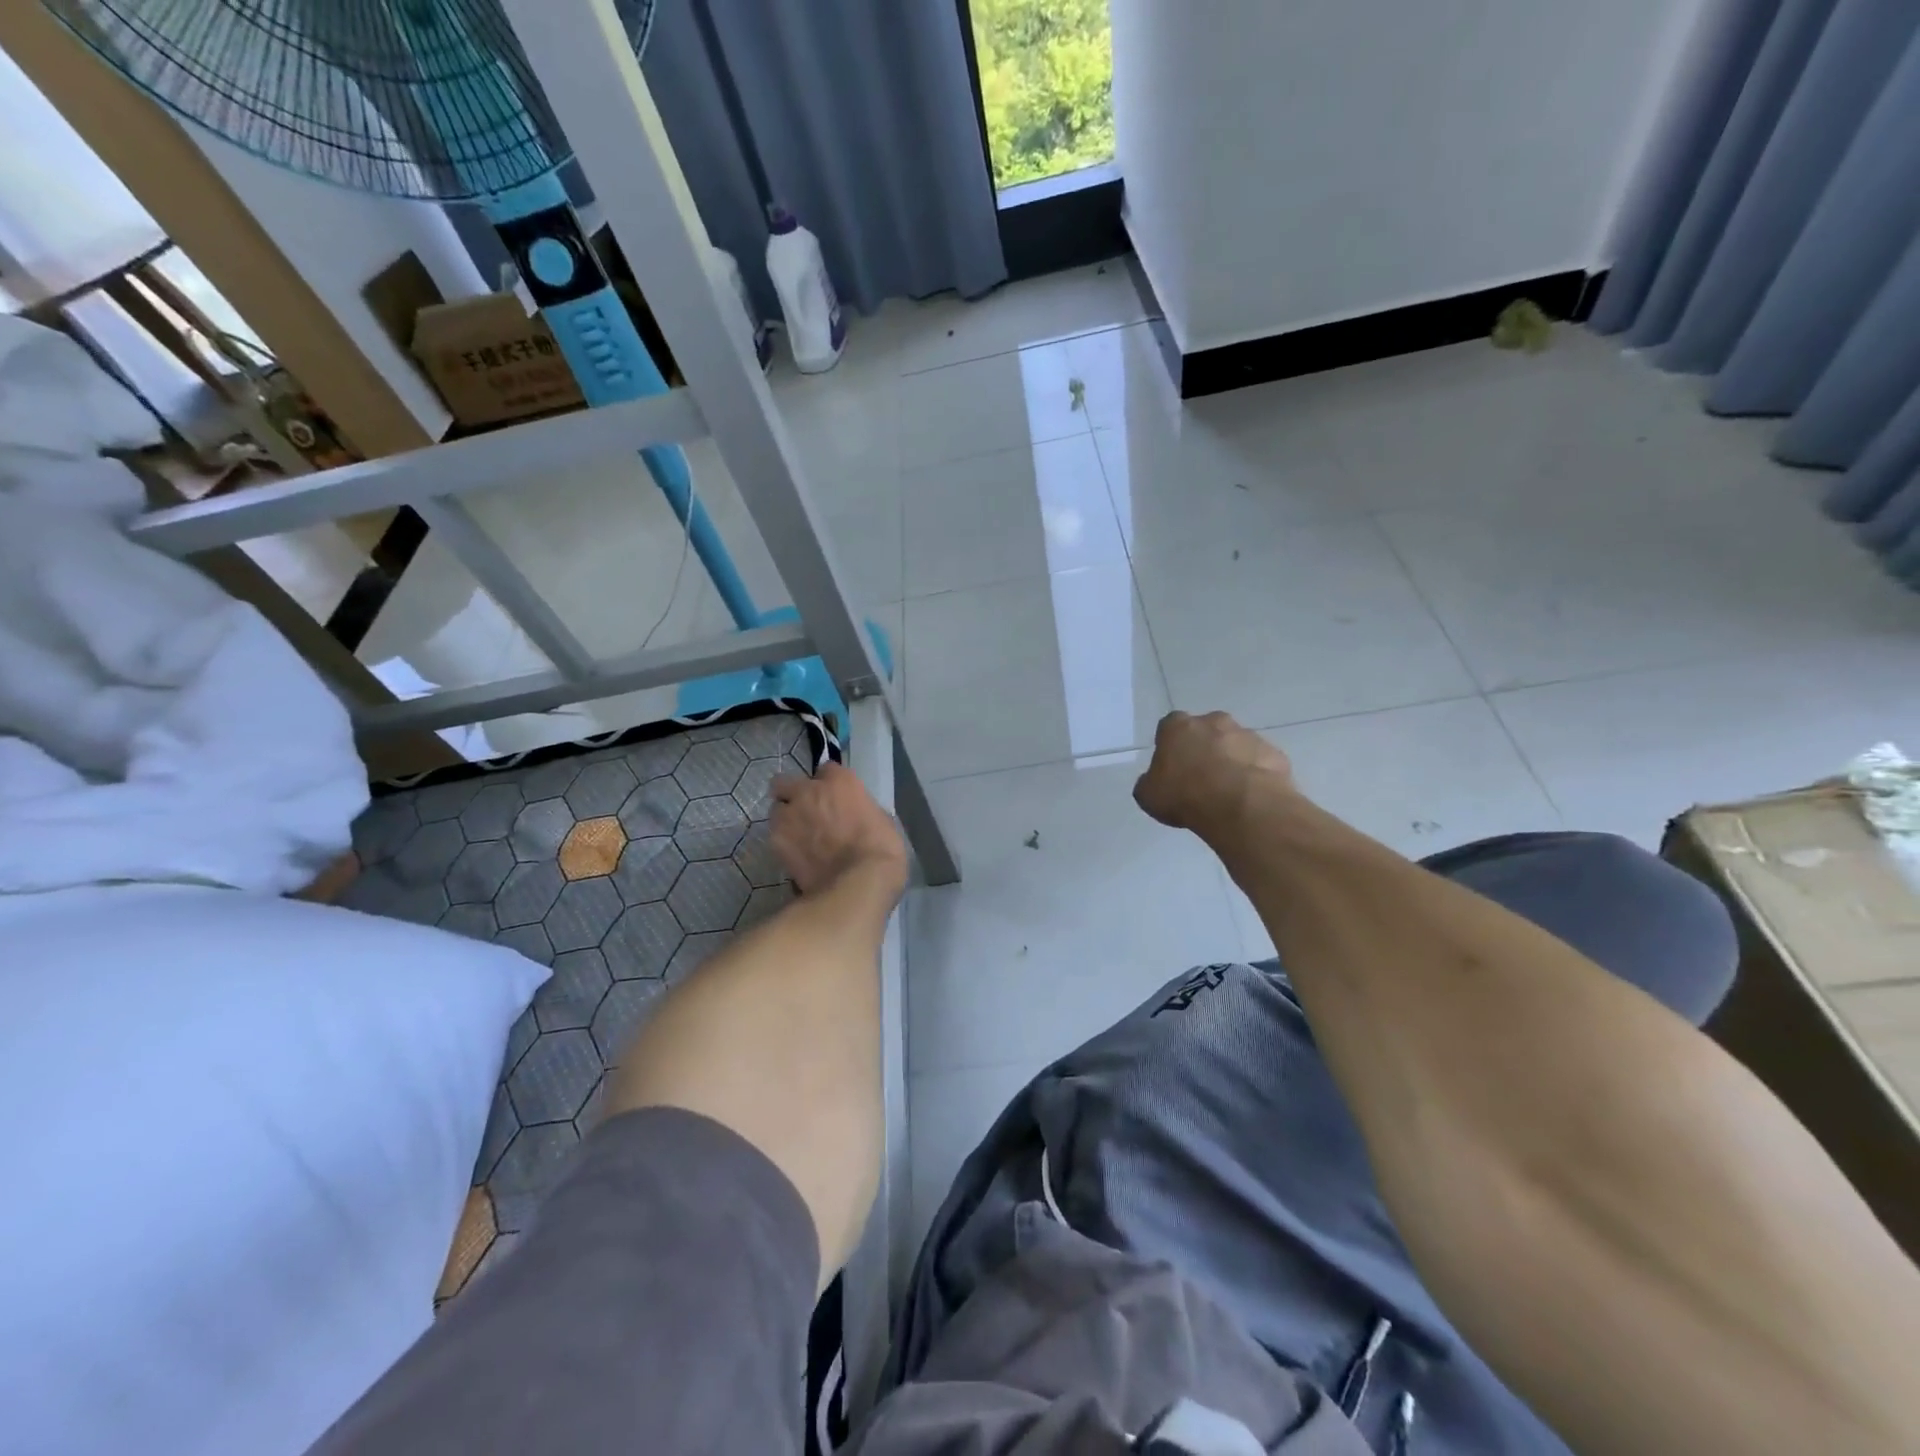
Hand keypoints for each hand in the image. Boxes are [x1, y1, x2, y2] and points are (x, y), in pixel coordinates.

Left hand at [770, 763, 909, 899]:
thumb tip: (855, 816)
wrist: (857, 883)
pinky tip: (797, 857)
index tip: (835, 797)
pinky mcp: (776, 841)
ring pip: (776, 809)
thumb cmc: (882, 851)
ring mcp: (789, 815)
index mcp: (840, 782)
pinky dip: (783, 844)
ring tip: (799, 839)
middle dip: (792, 794)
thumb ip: (861, 809)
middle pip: (785, 782)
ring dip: (786, 819)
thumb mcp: (882, 820)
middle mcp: (809, 791)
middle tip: (806, 812)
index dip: (829, 784)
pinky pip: (775, 836)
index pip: (827, 769)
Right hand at [1134, 711, 1296, 839]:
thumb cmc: (1185, 795)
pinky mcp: (1273, 752)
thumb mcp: (1149, 795)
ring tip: (1228, 794)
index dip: (1171, 748)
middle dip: (1204, 749)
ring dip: (1231, 762)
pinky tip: (1250, 798)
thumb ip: (1151, 782)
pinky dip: (1254, 775)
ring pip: (1235, 745)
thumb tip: (1156, 781)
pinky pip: (1259, 762)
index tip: (1173, 769)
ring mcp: (1247, 734)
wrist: (1240, 805)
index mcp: (1178, 726)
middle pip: (1206, 731)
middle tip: (1201, 779)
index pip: (1169, 728)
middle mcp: (1213, 721)